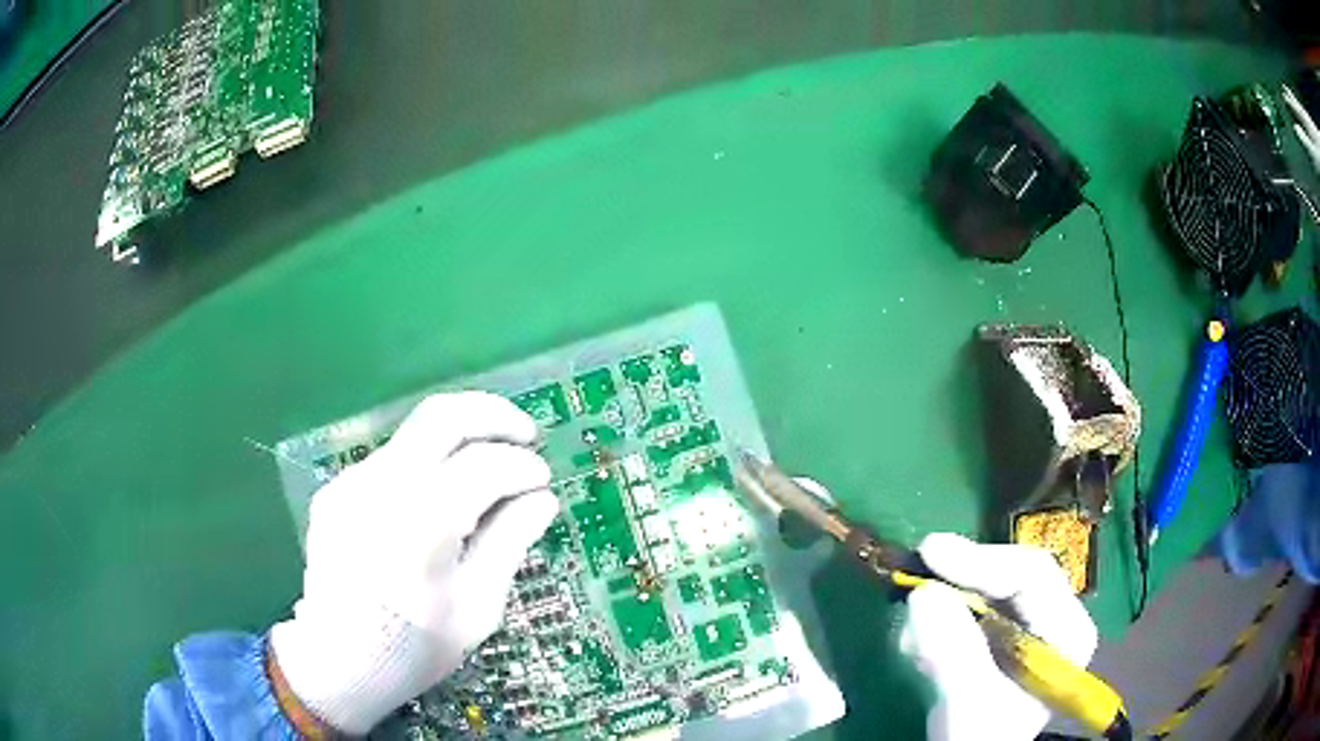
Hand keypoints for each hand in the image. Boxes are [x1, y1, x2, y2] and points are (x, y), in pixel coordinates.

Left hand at [269, 392, 557, 734]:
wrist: (336, 662)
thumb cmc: (414, 648)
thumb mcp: (476, 608)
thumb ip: (509, 543)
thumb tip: (542, 499)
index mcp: (420, 524)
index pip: (483, 465)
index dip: (523, 467)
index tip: (543, 482)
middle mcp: (380, 487)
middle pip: (442, 416)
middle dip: (493, 415)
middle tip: (527, 435)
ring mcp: (351, 483)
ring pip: (415, 433)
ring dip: (460, 439)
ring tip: (489, 467)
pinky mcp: (337, 490)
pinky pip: (391, 461)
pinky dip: (428, 465)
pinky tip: (439, 500)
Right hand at [900, 533, 1098, 740]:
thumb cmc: (981, 735)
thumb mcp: (970, 702)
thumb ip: (953, 653)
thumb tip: (923, 594)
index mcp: (1067, 630)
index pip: (1031, 574)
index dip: (981, 560)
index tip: (930, 553)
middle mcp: (1053, 618)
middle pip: (1008, 576)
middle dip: (960, 580)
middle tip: (916, 573)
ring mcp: (1026, 627)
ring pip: (985, 591)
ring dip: (945, 603)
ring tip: (913, 633)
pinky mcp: (999, 638)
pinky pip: (969, 611)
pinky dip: (939, 620)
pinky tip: (918, 644)